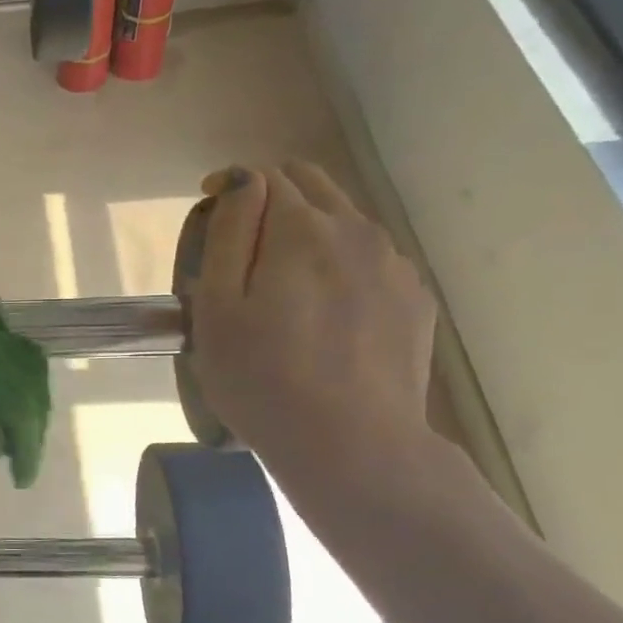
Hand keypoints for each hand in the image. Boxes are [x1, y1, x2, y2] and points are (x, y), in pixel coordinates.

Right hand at [189, 162, 436, 472]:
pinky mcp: (414, 299)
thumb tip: (244, 180)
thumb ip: (229, 231)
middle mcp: (356, 230)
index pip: (263, 177)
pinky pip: (370, 258)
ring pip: (344, 219)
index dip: (229, 190)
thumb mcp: (217, 306)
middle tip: (243, 247)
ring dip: (309, 229)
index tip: (208, 218)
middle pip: (311, 183)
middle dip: (272, 198)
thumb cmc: (262, 378)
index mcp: (301, 229)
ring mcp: (393, 264)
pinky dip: (340, 262)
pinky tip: (325, 310)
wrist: (351, 445)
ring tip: (284, 282)